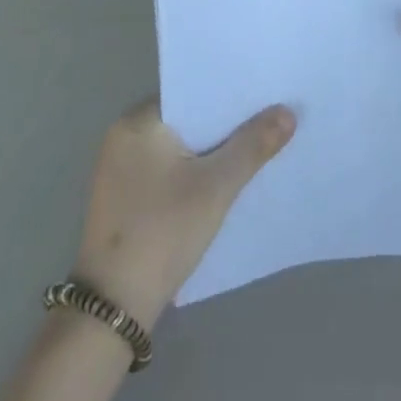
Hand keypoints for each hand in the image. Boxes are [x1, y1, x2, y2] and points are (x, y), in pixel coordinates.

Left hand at [71, 99, 295, 329]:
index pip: (190, 93)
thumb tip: (287, 111)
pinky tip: (221, 183)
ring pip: (177, 147)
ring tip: (253, 147)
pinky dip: (192, 172)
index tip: (263, 94)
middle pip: (185, 119)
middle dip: (223, 124)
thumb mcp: (216, 187)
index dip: (227, 95)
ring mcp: (119, 169)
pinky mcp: (122, 198)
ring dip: (209, 151)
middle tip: (267, 119)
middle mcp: (123, 136)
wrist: (113, 307)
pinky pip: (165, 170)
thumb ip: (253, 146)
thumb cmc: (163, 231)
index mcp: (137, 121)